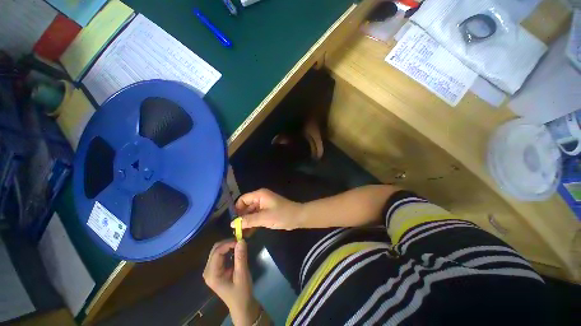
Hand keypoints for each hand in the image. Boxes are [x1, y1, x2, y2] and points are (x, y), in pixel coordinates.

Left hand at [203, 239, 259, 325]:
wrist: (242, 305)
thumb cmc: (241, 292)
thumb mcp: (242, 275)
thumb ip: (241, 257)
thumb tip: (241, 240)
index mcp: (212, 274)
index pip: (217, 252)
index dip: (229, 244)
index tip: (241, 241)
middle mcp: (208, 271)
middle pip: (216, 249)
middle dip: (228, 243)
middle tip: (241, 242)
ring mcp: (211, 270)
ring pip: (218, 250)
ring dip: (228, 246)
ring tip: (240, 246)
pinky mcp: (216, 269)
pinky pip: (220, 254)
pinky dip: (228, 250)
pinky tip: (236, 252)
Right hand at [233, 188, 303, 230]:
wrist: (297, 217)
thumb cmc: (282, 215)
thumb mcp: (264, 218)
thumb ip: (248, 220)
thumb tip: (232, 223)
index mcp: (259, 195)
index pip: (243, 199)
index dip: (237, 209)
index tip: (234, 222)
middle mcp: (260, 198)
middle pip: (246, 206)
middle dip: (241, 218)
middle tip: (236, 231)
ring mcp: (264, 205)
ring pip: (251, 213)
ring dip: (246, 222)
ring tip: (241, 235)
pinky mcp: (267, 212)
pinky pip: (257, 216)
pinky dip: (253, 223)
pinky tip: (248, 233)